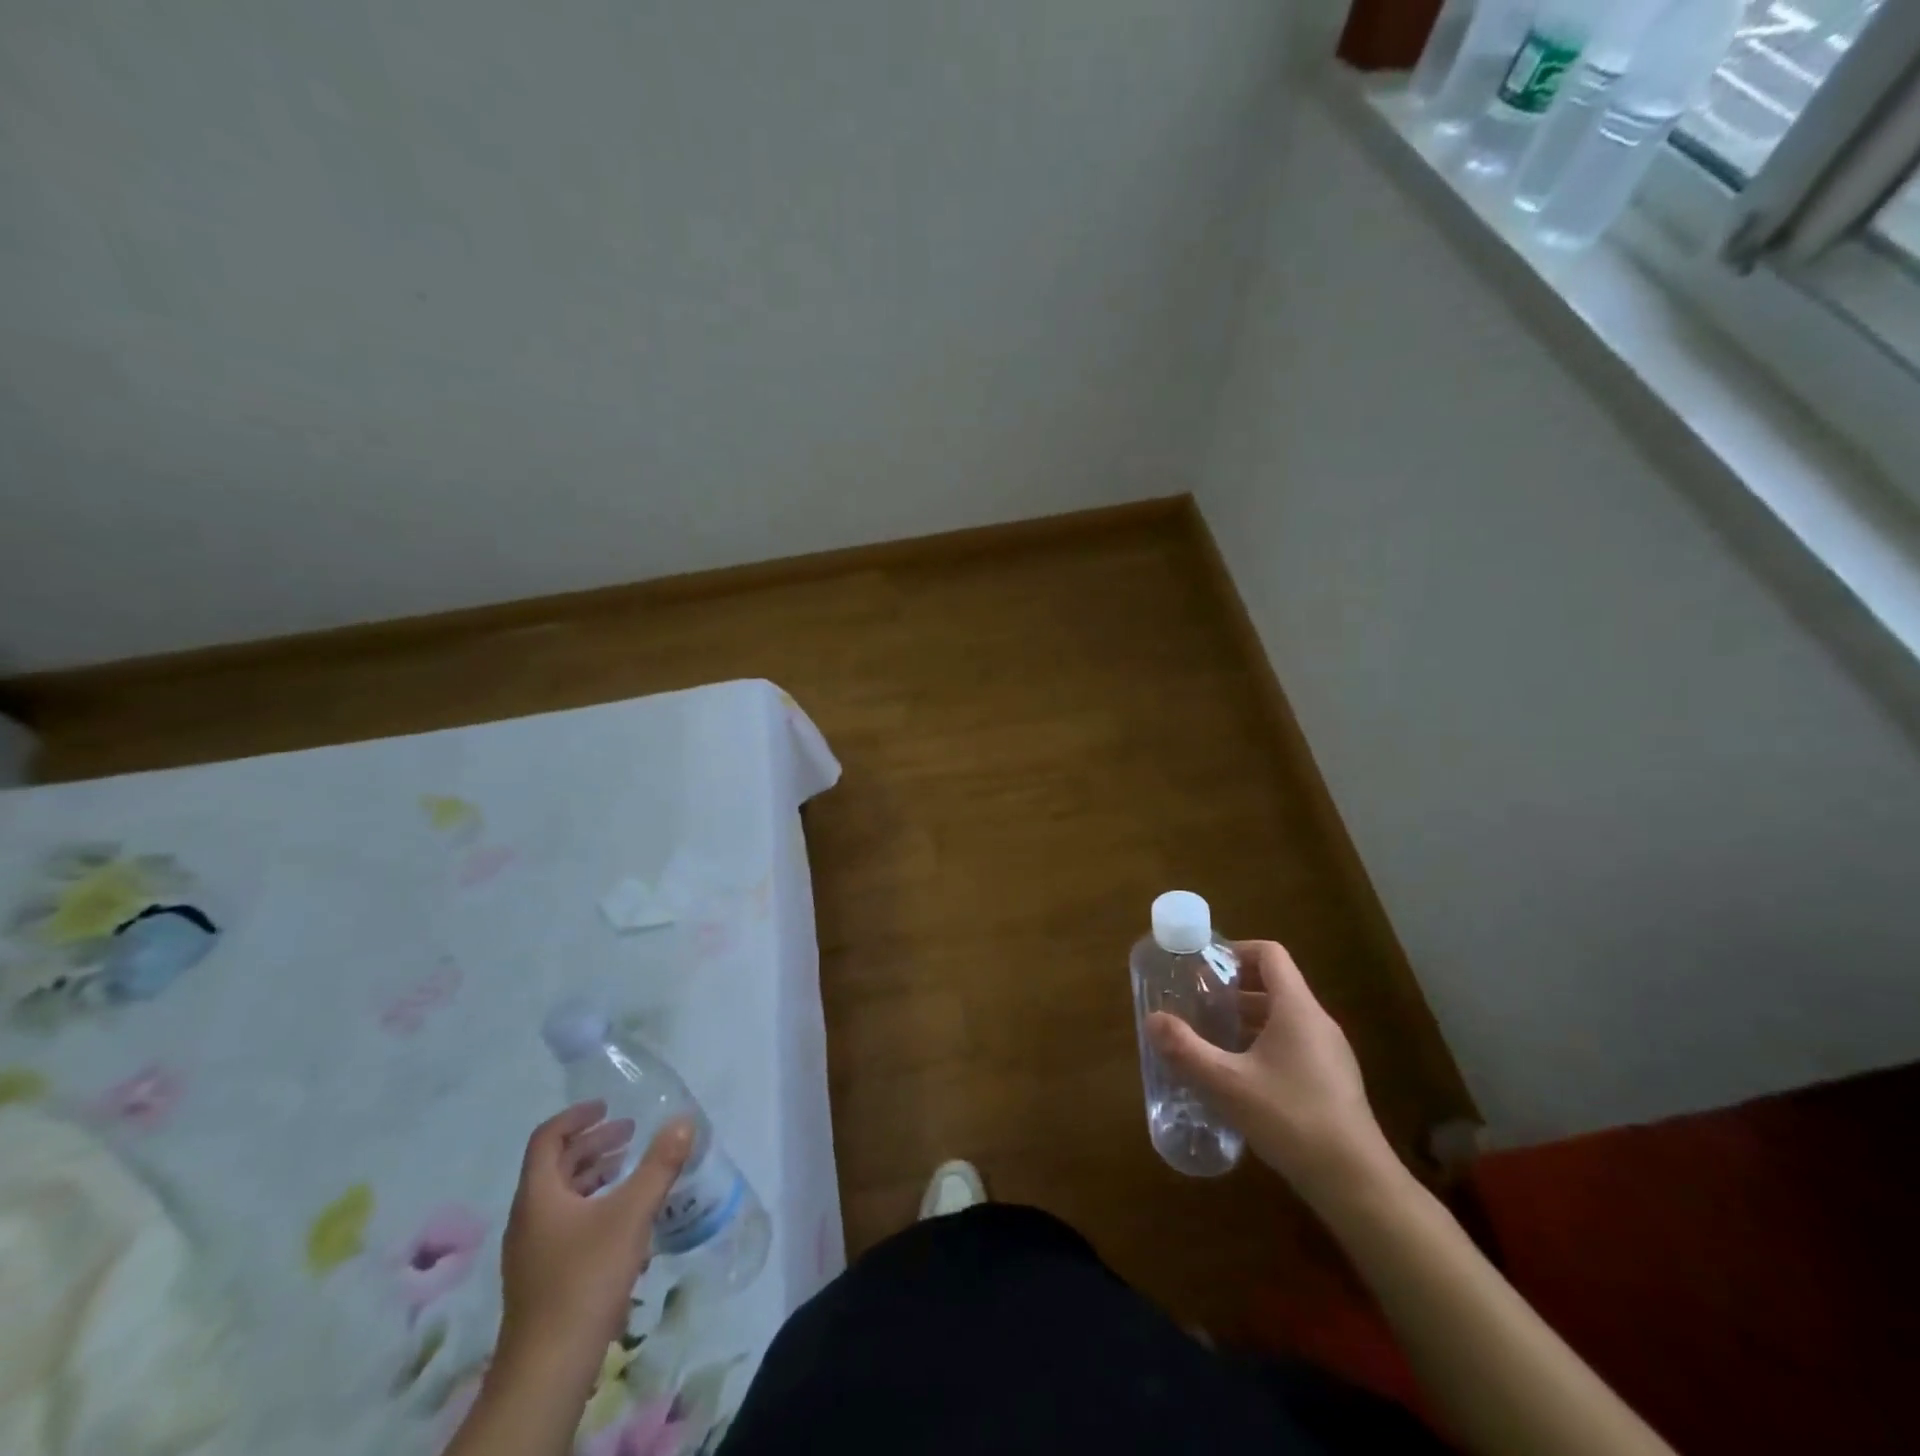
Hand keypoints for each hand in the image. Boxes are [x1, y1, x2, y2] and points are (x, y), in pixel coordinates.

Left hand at [496, 1101, 693, 1384]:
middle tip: (629, 1132)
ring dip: (593, 1173)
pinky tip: (622, 1218)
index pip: (547, 1139)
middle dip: (592, 1143)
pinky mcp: (542, 1278)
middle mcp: (528, 1218)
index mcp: (538, 1196)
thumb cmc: (586, 1278)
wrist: (547, 1370)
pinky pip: (565, 1222)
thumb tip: (684, 1120)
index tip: (607, 1106)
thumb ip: (659, 1164)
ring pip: (560, 1196)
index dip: (576, 1116)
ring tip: (628, 1167)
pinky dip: (592, 1204)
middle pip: (554, 1166)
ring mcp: (531, 1252)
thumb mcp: (632, 1213)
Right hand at [1146, 940, 1395, 1207]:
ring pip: (1283, 1017)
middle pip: (1274, 984)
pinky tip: (1240, 1076)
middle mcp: (1317, 1022)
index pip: (1270, 954)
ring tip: (1211, 1037)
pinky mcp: (1332, 1081)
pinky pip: (1293, 1044)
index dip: (1236, 950)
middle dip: (1233, 988)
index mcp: (1297, 1008)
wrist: (1357, 1184)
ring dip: (1246, 1019)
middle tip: (1198, 1001)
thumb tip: (1152, 1020)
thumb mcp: (1228, 1084)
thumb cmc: (1291, 1119)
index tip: (1204, 967)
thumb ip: (1186, 1049)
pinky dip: (1263, 1044)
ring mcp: (1329, 1053)